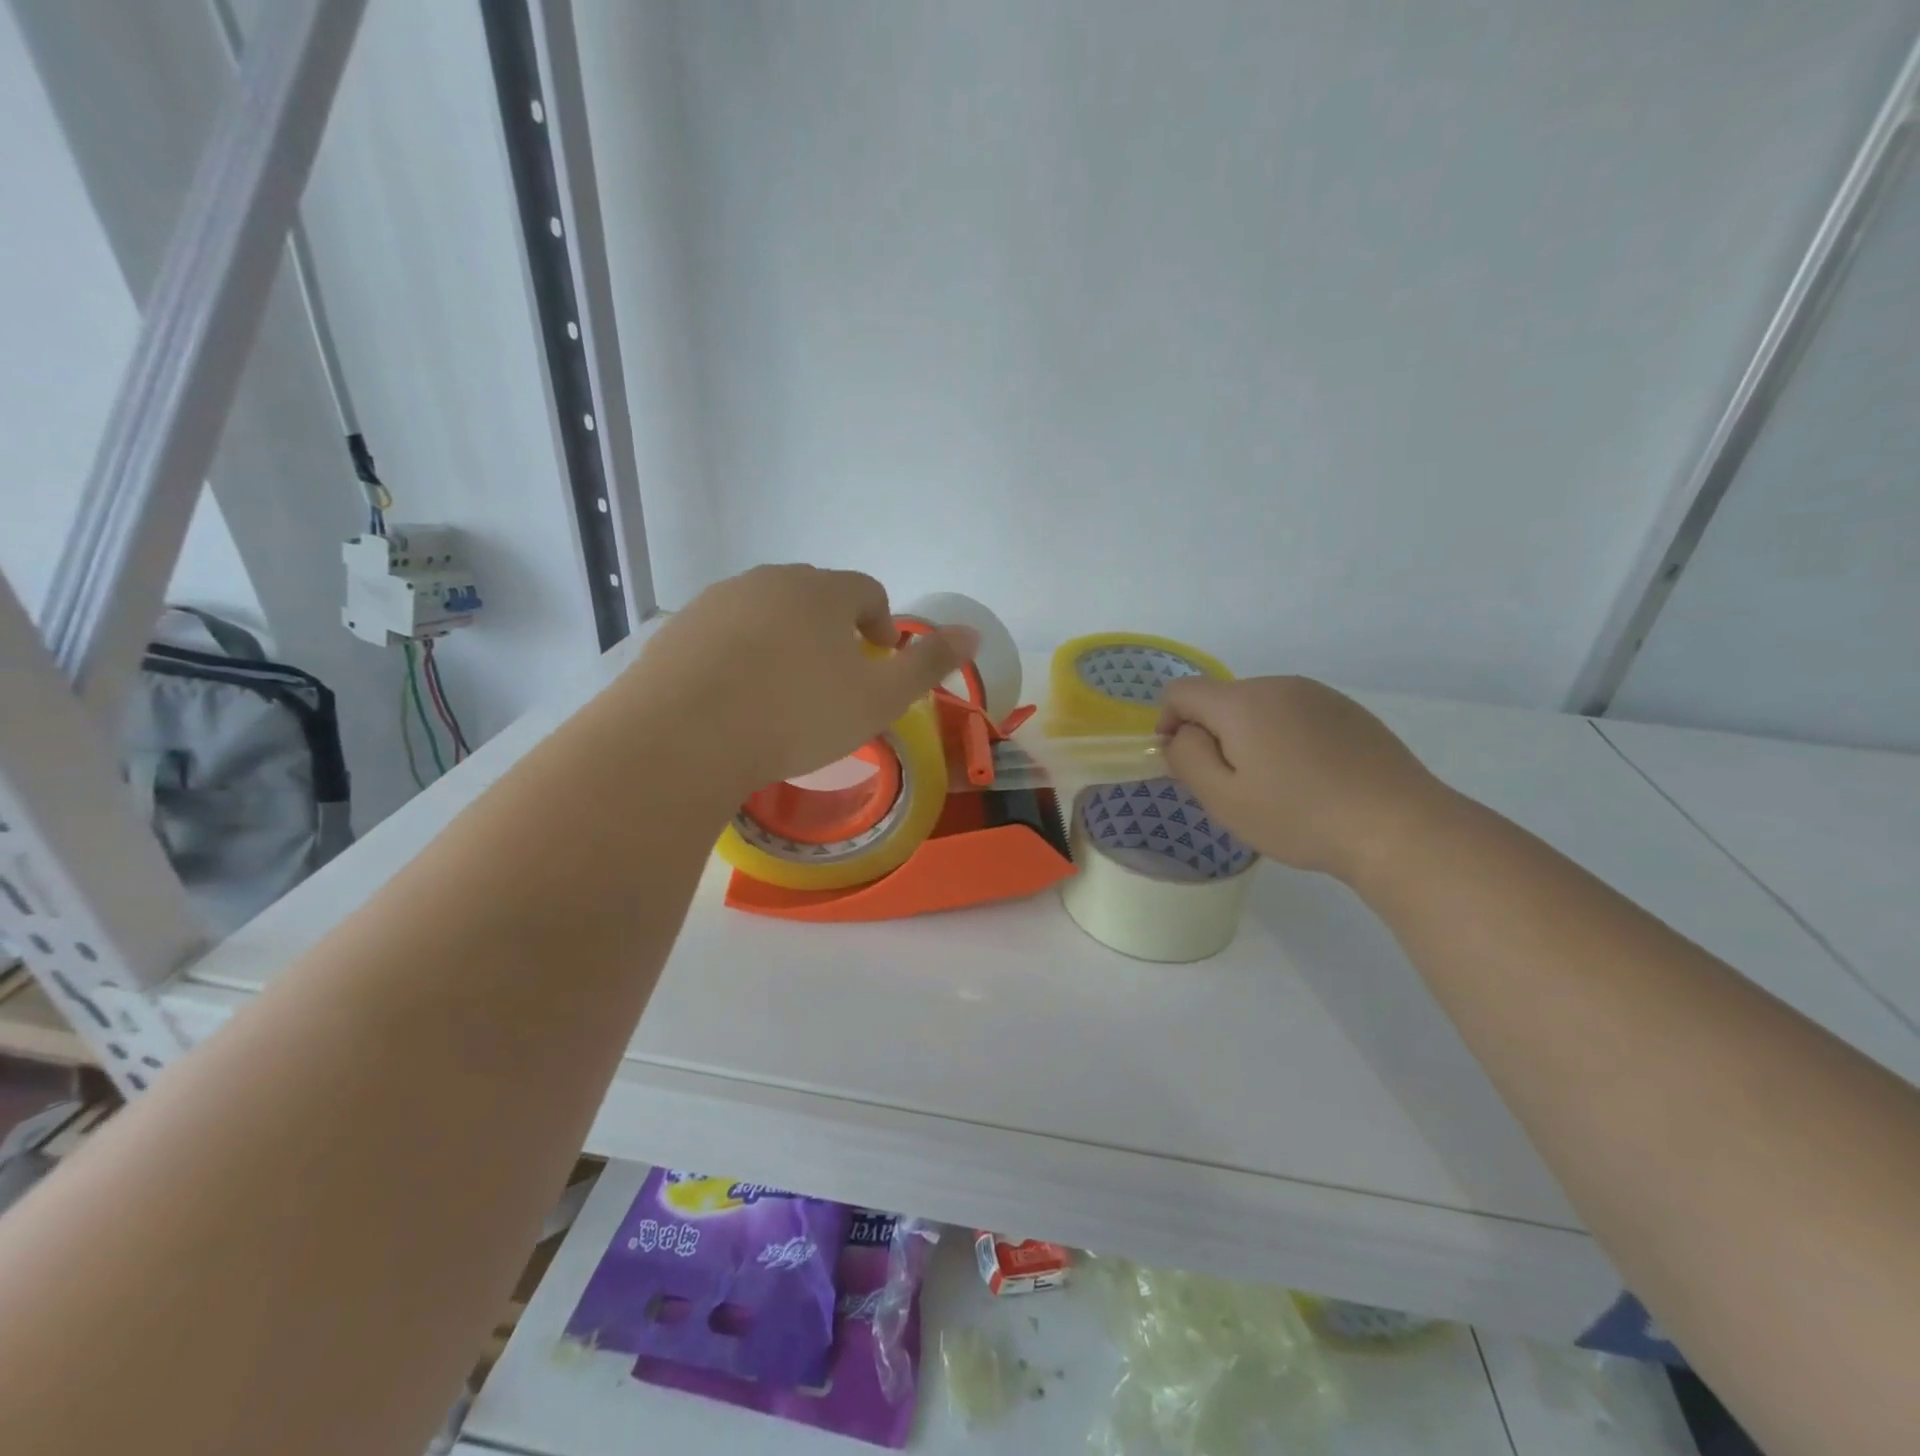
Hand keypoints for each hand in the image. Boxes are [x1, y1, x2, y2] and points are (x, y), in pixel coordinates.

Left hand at [624, 565, 977, 798]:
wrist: (684, 737)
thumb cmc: (796, 716)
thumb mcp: (879, 698)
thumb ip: (928, 664)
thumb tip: (974, 632)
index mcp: (822, 591)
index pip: (867, 590)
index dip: (881, 624)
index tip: (878, 663)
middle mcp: (769, 581)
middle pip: (815, 595)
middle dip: (833, 629)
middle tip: (834, 680)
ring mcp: (717, 601)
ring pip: (766, 612)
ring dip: (785, 640)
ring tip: (783, 691)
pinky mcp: (678, 628)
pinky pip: (724, 633)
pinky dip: (740, 655)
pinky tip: (736, 697)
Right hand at [1156, 675, 1454, 885]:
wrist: (1399, 827)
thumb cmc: (1299, 816)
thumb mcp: (1223, 798)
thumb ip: (1186, 758)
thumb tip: (1181, 734)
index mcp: (1242, 702)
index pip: (1181, 692)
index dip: (1168, 723)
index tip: (1184, 764)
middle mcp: (1278, 685)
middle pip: (1222, 700)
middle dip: (1213, 735)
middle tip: (1232, 787)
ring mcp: (1319, 695)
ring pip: (1260, 708)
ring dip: (1250, 737)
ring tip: (1275, 786)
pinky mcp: (1349, 711)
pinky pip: (1296, 715)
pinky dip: (1285, 739)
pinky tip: (1311, 778)